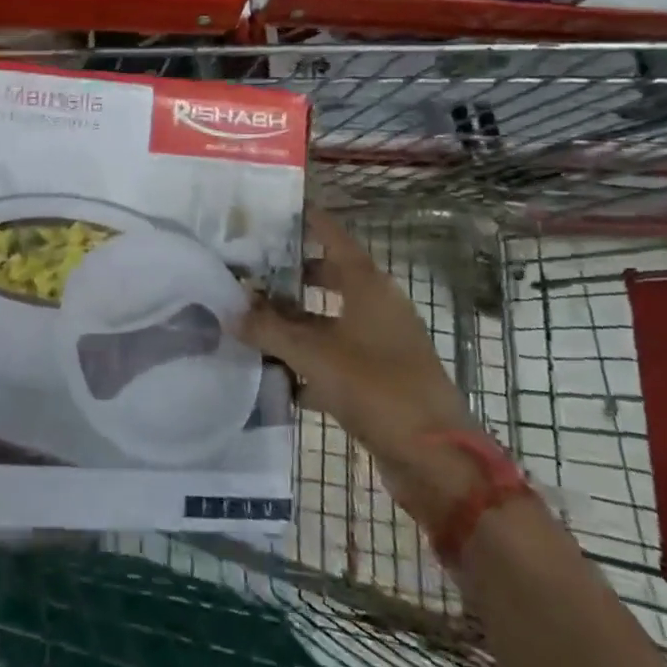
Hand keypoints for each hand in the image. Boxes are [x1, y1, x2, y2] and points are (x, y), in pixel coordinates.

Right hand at [236, 208, 484, 518]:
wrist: (436, 459)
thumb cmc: (377, 388)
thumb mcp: (315, 355)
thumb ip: (270, 331)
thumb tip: (230, 312)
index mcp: (369, 287)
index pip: (334, 238)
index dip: (308, 221)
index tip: (276, 208)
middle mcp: (376, 308)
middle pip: (329, 278)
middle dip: (290, 276)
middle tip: (249, 269)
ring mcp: (380, 345)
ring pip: (328, 322)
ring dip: (293, 323)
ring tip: (249, 321)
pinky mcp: (378, 380)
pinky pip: (333, 359)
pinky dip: (306, 362)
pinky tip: (273, 375)